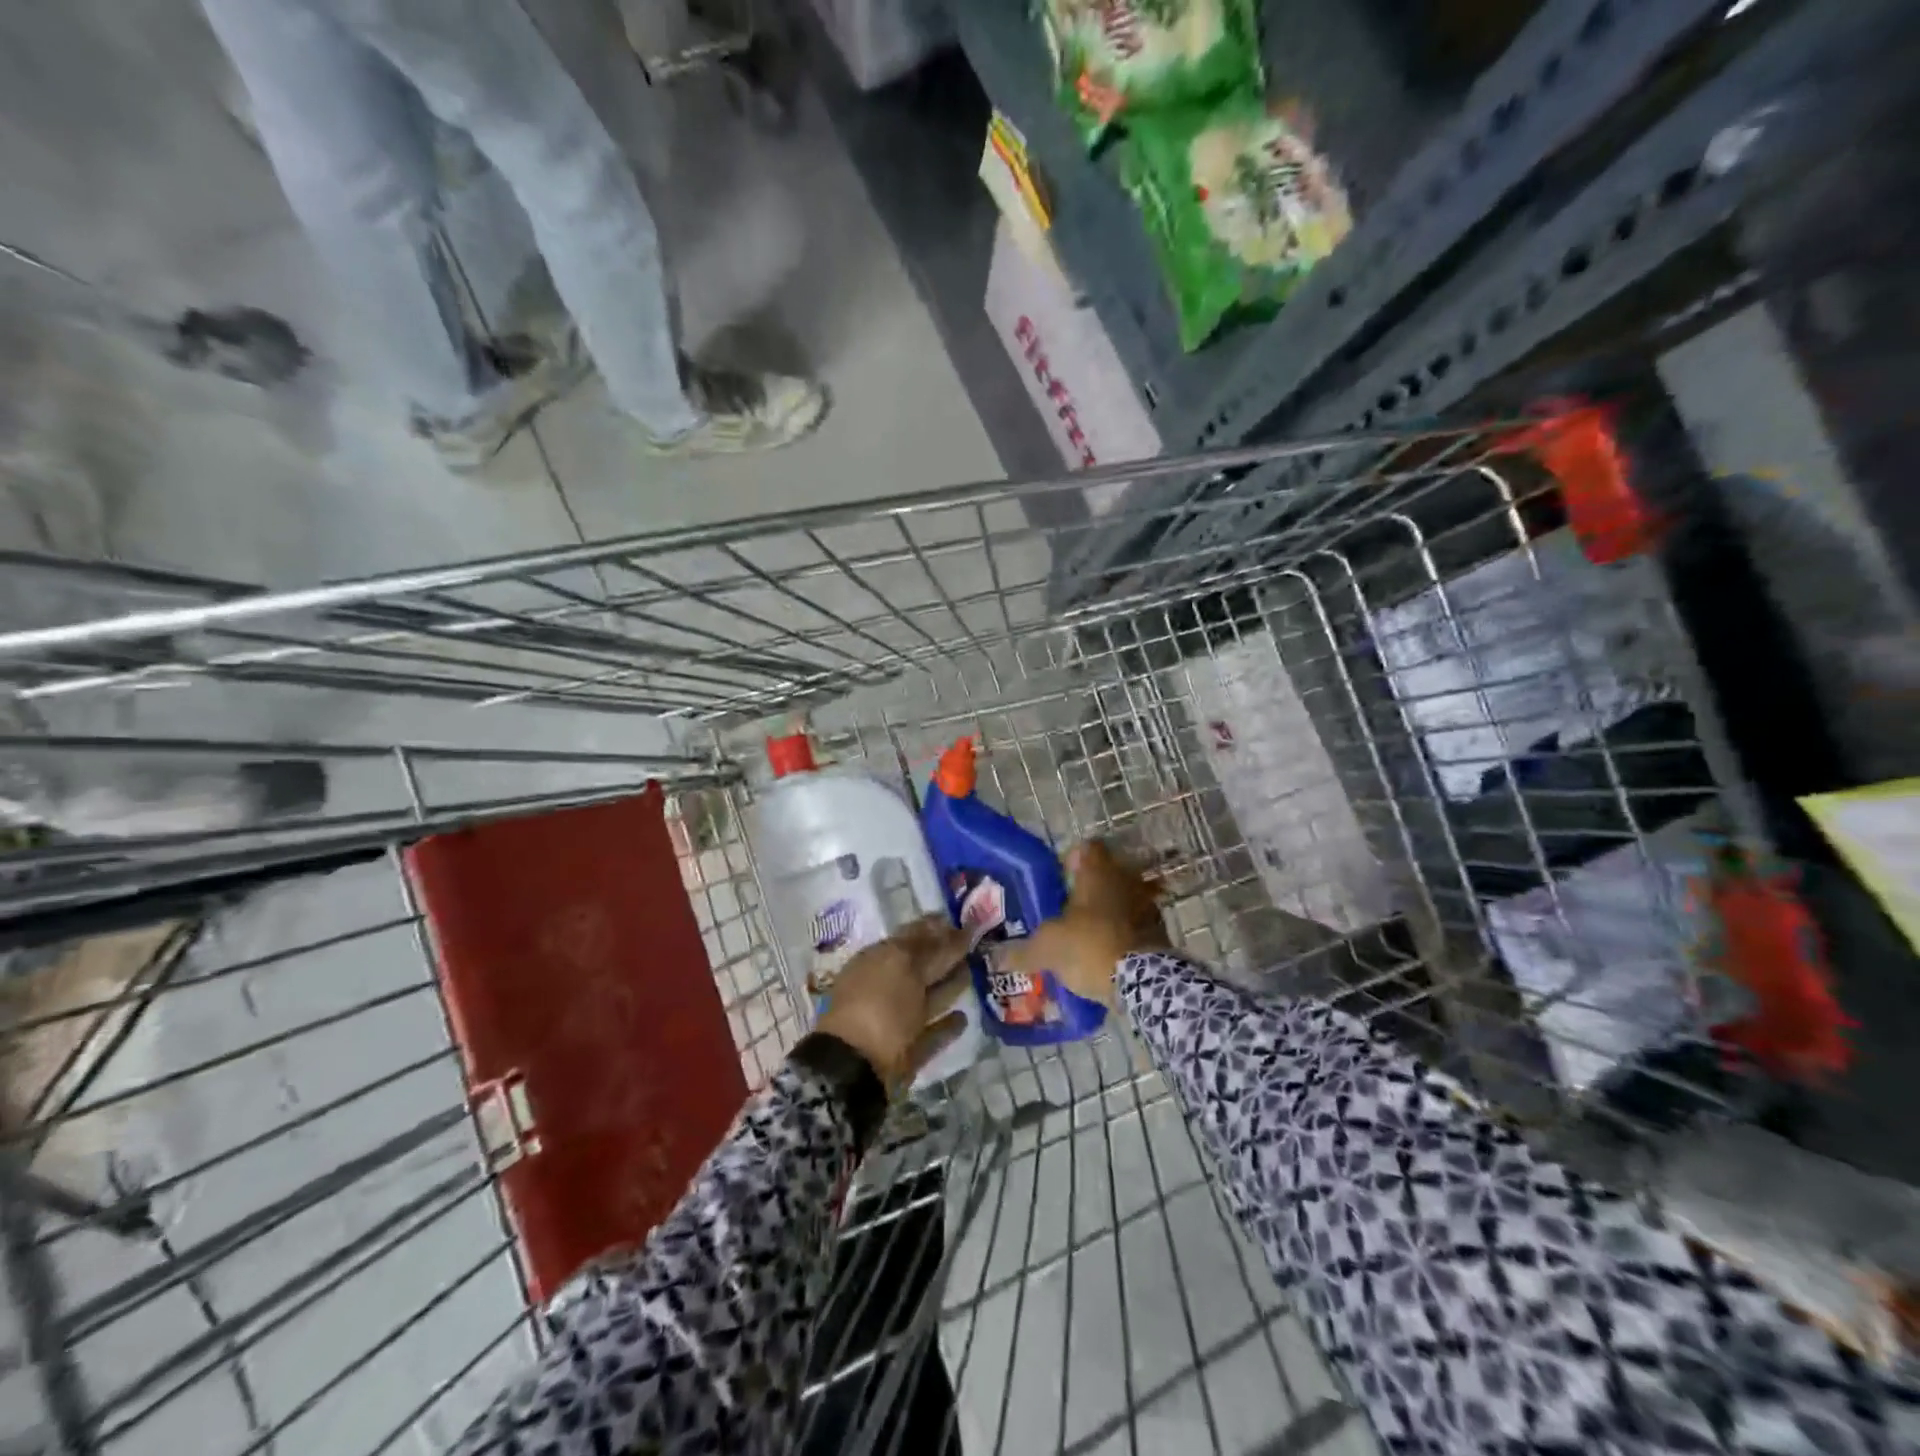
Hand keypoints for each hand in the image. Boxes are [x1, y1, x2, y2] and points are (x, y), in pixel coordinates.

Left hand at [815, 915, 970, 1086]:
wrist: (854, 1068)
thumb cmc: (877, 1004)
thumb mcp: (903, 964)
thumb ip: (930, 947)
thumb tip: (952, 932)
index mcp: (878, 960)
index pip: (911, 936)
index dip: (936, 928)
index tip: (965, 921)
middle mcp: (885, 987)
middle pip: (921, 967)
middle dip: (945, 956)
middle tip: (977, 945)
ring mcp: (895, 1021)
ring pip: (927, 999)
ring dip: (948, 988)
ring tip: (973, 975)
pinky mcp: (907, 1053)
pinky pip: (930, 1034)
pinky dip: (946, 1026)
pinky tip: (964, 1018)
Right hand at [1003, 841, 1167, 1005]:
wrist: (1144, 982)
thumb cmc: (1090, 947)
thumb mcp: (1046, 949)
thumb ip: (1021, 951)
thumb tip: (995, 957)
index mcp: (1097, 873)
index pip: (1087, 848)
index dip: (1072, 858)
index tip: (1059, 877)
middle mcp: (1126, 881)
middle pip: (1105, 874)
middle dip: (1088, 890)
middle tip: (1067, 910)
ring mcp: (1147, 906)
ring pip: (1122, 900)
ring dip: (1108, 913)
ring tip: (1086, 936)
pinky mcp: (1160, 933)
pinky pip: (1136, 926)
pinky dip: (1123, 936)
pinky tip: (1106, 956)